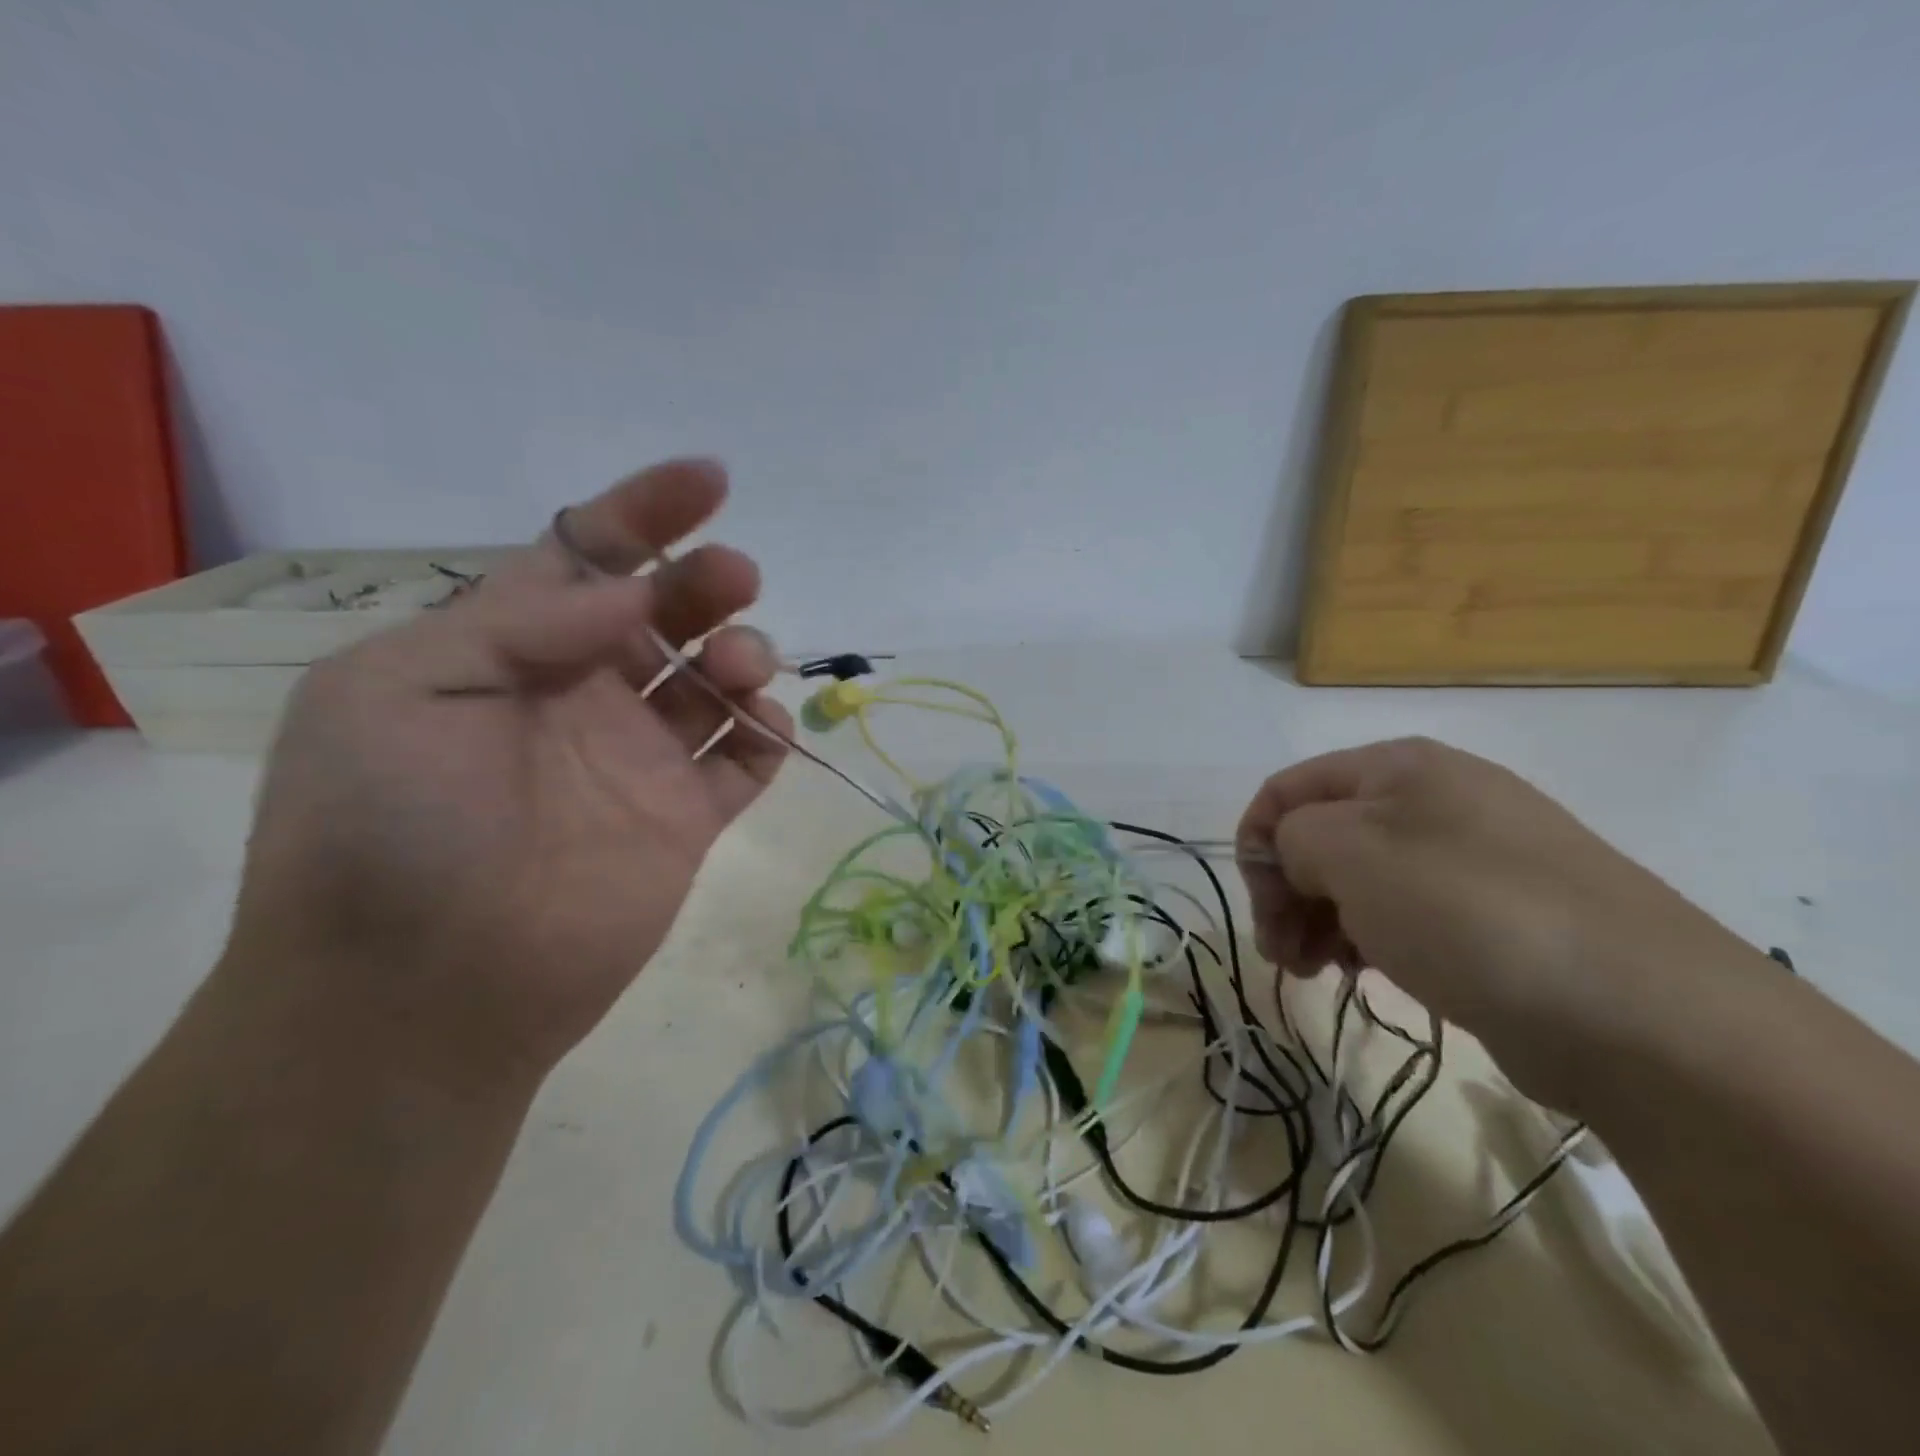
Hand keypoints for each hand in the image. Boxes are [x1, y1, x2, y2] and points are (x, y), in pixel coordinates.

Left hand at [219, 459, 788, 1094]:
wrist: (420, 993)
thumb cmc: (387, 830)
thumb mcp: (404, 692)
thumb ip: (518, 625)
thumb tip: (631, 595)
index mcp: (510, 650)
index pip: (589, 557)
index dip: (647, 510)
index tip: (710, 480)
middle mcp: (583, 695)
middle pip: (668, 611)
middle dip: (706, 581)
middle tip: (733, 579)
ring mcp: (641, 760)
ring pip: (715, 680)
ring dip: (743, 652)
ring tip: (733, 668)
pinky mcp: (686, 819)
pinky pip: (745, 760)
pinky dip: (765, 732)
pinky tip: (759, 725)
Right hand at [1237, 737, 1751, 1105]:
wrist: (1642, 1014)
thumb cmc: (1468, 911)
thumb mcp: (1350, 853)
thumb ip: (1291, 837)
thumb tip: (1296, 861)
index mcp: (1401, 767)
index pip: (1289, 789)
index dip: (1255, 842)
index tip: (1259, 905)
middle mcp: (1435, 800)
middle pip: (1322, 836)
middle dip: (1287, 892)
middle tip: (1280, 953)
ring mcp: (1472, 860)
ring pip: (1361, 879)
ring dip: (1321, 920)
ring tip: (1316, 970)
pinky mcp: (1498, 918)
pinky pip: (1405, 914)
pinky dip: (1370, 939)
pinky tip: (1366, 973)